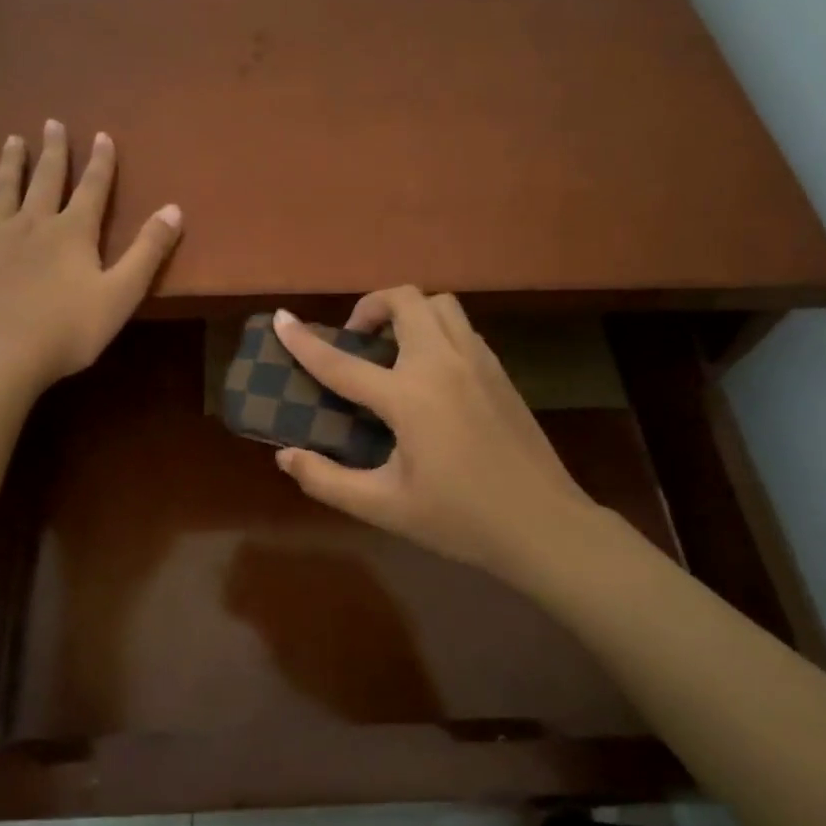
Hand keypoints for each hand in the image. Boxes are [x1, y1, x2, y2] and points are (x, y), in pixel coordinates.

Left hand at [0, 120, 181, 393]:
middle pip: (46, 179)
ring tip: (14, 140)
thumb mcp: (121, 294)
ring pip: (4, 190)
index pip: (92, 188)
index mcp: (73, 232)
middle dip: (53, 151)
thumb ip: (148, 251)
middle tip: (52, 123)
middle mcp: (33, 223)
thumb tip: (174, 209)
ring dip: (11, 163)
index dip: (100, 162)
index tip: (101, 135)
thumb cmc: (68, 330)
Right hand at [271, 288, 597, 578]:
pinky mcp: (500, 371)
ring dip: (408, 312)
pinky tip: (430, 371)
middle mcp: (442, 364)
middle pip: (404, 300)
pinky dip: (435, 329)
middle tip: (357, 341)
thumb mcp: (384, 507)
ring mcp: (478, 362)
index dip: (304, 341)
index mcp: (409, 397)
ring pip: (439, 305)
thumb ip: (328, 481)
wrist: (544, 525)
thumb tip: (286, 456)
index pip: (343, 362)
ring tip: (392, 349)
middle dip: (370, 307)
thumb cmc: (461, 519)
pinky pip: (461, 327)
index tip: (281, 319)